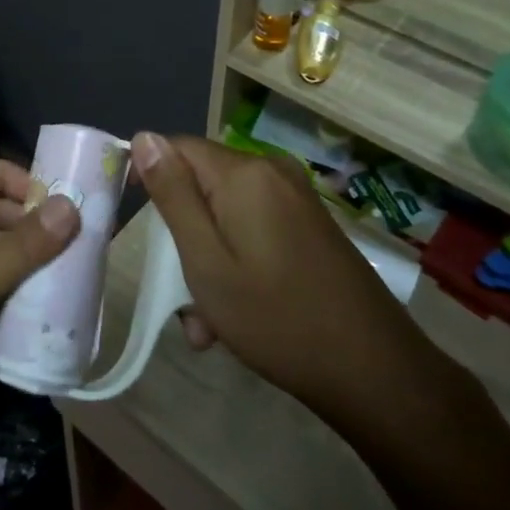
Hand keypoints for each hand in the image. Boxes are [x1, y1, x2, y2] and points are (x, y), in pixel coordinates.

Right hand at [130, 132, 452, 438]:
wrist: (375, 372)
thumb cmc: (277, 318)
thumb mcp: (206, 260)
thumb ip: (173, 195)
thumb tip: (144, 137)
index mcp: (244, 174)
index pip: (176, 147)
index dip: (147, 175)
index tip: (133, 220)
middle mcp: (272, 172)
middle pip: (202, 183)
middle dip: (182, 233)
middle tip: (176, 294)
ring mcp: (296, 198)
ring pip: (226, 213)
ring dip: (207, 258)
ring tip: (207, 323)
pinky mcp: (310, 224)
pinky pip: (254, 227)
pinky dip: (236, 260)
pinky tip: (237, 315)